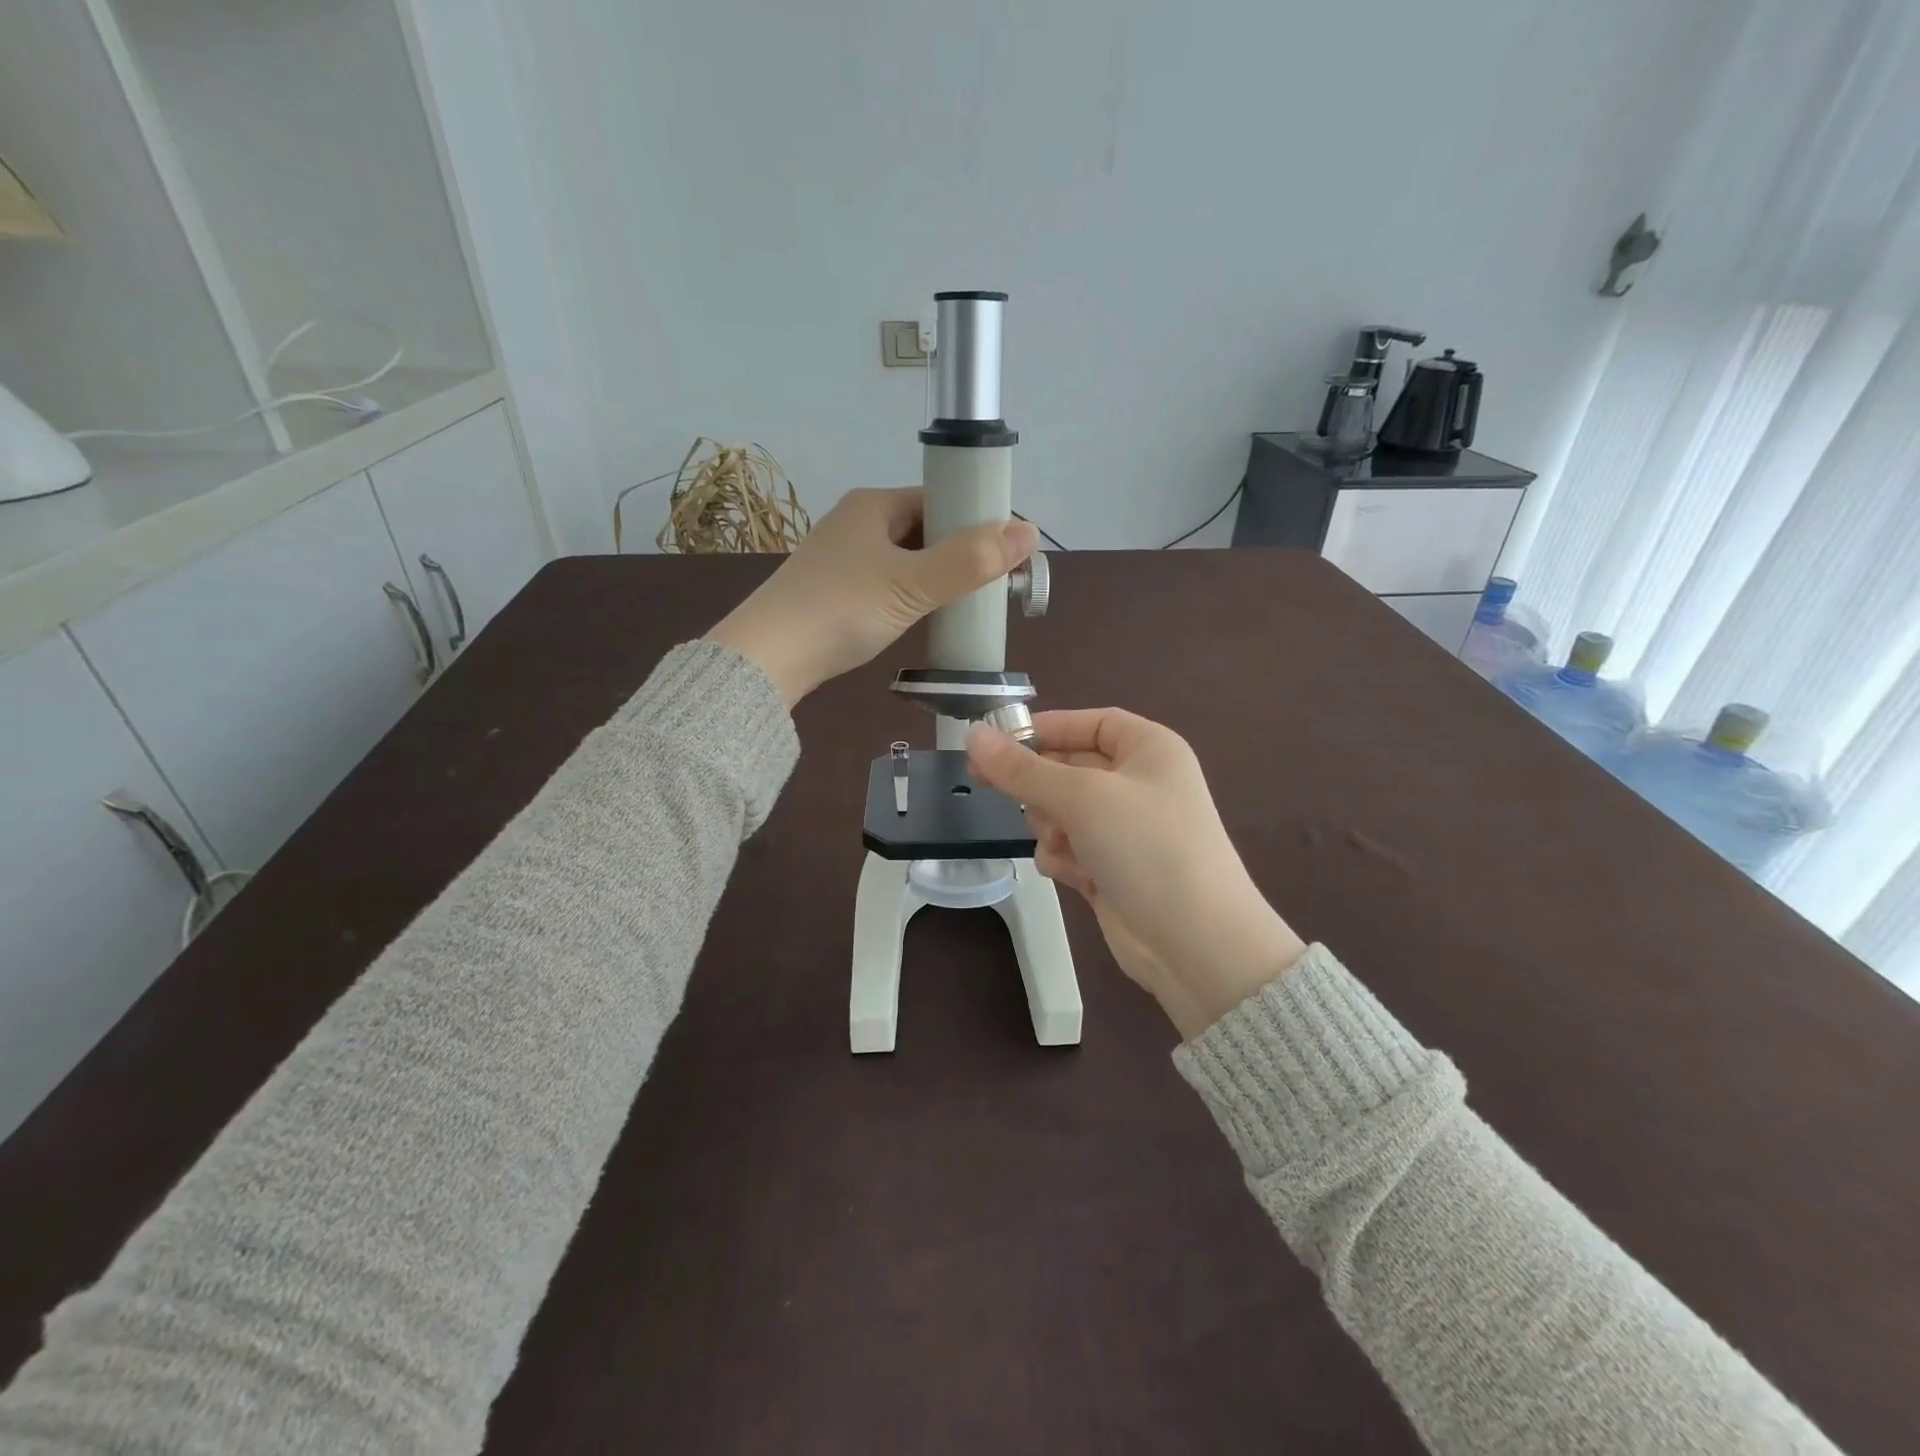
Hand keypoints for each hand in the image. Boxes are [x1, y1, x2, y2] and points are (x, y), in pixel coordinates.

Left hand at [705, 488, 1038, 706]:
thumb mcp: (913, 584)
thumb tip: (1028, 531)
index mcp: (874, 505)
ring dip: (936, 575)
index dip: (976, 521)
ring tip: (967, 602)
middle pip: (924, 528)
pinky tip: (924, 615)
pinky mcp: (834, 589)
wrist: (769, 655)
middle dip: (959, 551)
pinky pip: (887, 581)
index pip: (939, 499)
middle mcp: (857, 522)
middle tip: (992, 584)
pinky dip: (911, 593)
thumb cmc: (843, 608)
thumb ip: (970, 561)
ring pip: (906, 557)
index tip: (1006, 553)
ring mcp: (842, 556)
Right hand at [968, 709, 1306, 1040]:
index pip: (1089, 723)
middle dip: (1041, 785)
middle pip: (1069, 767)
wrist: (1196, 943)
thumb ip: (1022, 769)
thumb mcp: (1082, 797)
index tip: (997, 743)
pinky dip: (1064, 858)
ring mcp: (1126, 829)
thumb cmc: (1146, 848)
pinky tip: (1073, 874)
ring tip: (1060, 841)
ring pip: (1062, 811)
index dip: (1046, 729)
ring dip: (1050, 825)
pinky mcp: (1113, 869)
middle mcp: (1139, 783)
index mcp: (1149, 749)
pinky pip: (1070, 848)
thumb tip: (973, 735)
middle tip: (992, 788)